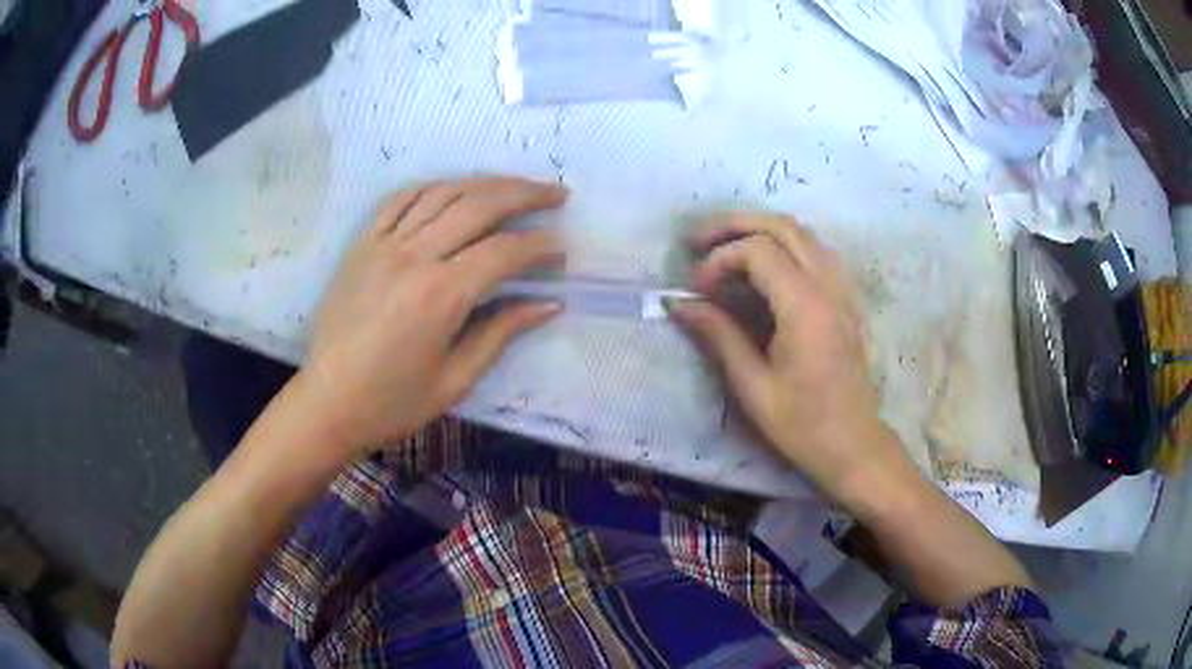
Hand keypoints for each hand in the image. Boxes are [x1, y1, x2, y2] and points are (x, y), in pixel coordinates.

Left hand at [298, 177, 566, 459]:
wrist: (326, 403)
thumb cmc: (392, 403)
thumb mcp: (455, 380)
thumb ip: (501, 332)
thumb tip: (548, 304)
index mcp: (441, 295)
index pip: (504, 251)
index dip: (539, 246)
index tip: (562, 249)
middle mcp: (414, 257)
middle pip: (479, 206)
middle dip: (525, 194)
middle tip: (557, 193)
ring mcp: (384, 244)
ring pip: (443, 193)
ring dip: (485, 183)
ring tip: (516, 185)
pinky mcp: (363, 244)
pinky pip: (401, 199)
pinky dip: (434, 187)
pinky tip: (454, 188)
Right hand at [669, 213, 912, 503]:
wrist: (853, 444)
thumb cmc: (803, 425)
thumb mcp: (753, 387)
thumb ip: (719, 336)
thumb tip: (679, 304)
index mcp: (805, 308)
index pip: (758, 251)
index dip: (720, 259)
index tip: (697, 289)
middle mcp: (828, 287)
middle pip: (782, 226)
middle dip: (735, 225)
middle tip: (698, 240)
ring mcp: (842, 289)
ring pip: (802, 233)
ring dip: (760, 229)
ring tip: (725, 246)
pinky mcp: (846, 299)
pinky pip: (816, 251)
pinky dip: (784, 244)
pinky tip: (764, 266)